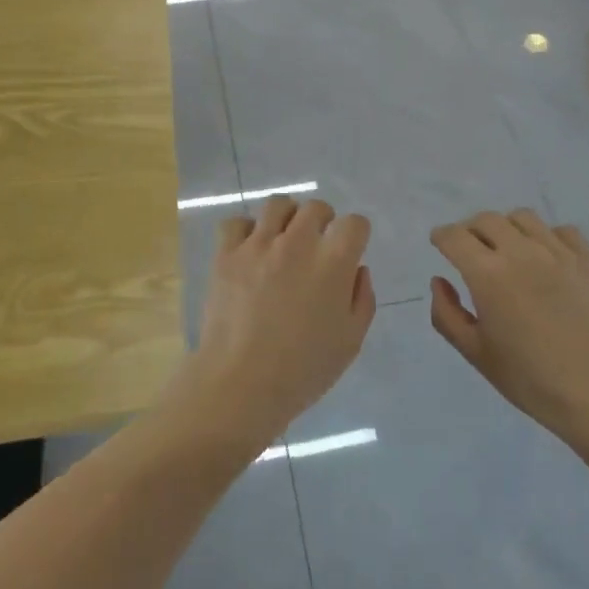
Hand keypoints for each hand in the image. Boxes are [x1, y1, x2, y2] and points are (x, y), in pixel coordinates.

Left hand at [187, 196, 375, 443]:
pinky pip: (237, 222)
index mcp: (333, 263)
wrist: (241, 383)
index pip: (354, 223)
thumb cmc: (303, 370)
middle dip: (323, 221)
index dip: (356, 234)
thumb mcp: (350, 342)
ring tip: (284, 239)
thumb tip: (357, 270)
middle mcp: (298, 243)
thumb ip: (362, 299)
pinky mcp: (227, 253)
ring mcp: (258, 245)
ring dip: (287, 218)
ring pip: (278, 205)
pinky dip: (245, 231)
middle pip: (316, 207)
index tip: (350, 249)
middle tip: (317, 245)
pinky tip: (250, 250)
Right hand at [429, 209, 588, 442]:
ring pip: (523, 217)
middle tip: (470, 250)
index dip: (441, 237)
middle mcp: (520, 252)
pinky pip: (562, 231)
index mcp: (487, 274)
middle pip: (486, 219)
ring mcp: (557, 252)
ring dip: (507, 227)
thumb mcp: (475, 353)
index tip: (439, 244)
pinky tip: (546, 257)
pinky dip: (547, 236)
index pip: (454, 237)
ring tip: (508, 248)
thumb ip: (446, 314)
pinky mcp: (588, 260)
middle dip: (470, 230)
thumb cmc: (529, 378)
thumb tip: (439, 281)